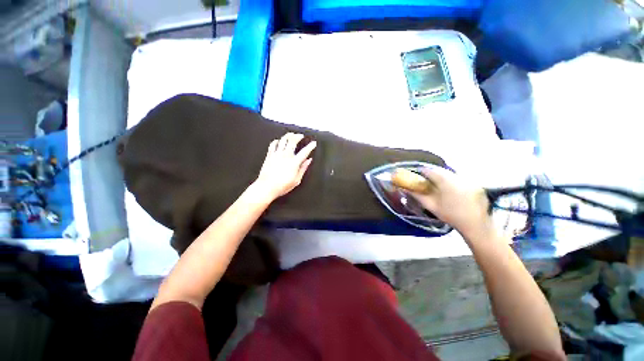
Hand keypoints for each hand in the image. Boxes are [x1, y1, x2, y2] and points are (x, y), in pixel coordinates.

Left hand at [253, 133, 316, 200]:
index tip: (313, 143)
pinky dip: (277, 141)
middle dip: (298, 136)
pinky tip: (279, 141)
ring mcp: (276, 154)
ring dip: (288, 135)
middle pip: (293, 141)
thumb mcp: (297, 180)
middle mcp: (286, 156)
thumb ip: (303, 169)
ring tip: (291, 134)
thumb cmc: (282, 186)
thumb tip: (308, 161)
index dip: (310, 146)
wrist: (266, 187)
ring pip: (283, 140)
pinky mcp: (269, 155)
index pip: (304, 152)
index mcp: (294, 162)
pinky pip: (273, 144)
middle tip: (301, 136)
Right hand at [409, 166, 492, 238]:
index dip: (421, 172)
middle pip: (440, 171)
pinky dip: (453, 181)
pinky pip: (460, 178)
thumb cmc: (451, 216)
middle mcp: (457, 177)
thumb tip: (405, 189)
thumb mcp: (431, 206)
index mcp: (445, 181)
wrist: (476, 225)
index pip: (429, 170)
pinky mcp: (475, 183)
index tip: (417, 176)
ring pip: (450, 173)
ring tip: (439, 186)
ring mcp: (468, 179)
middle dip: (432, 174)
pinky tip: (452, 190)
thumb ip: (417, 196)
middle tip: (426, 182)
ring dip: (443, 177)